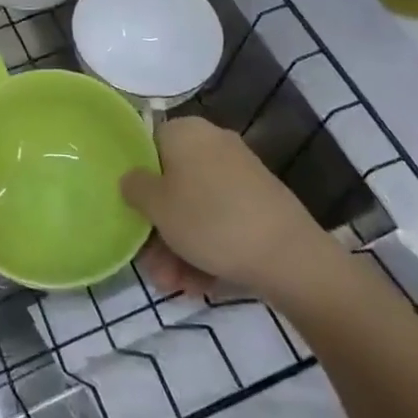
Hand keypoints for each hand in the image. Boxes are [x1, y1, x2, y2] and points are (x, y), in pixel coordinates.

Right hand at [121, 117, 338, 297]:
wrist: (289, 256)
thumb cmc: (210, 220)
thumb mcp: (156, 206)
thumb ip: (134, 187)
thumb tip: (132, 179)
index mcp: (186, 132)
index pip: (147, 146)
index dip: (135, 181)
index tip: (129, 213)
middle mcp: (213, 143)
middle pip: (172, 184)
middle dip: (159, 229)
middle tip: (153, 266)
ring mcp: (240, 173)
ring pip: (196, 208)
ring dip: (180, 248)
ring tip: (175, 285)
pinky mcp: (260, 202)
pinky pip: (221, 220)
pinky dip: (208, 248)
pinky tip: (201, 284)